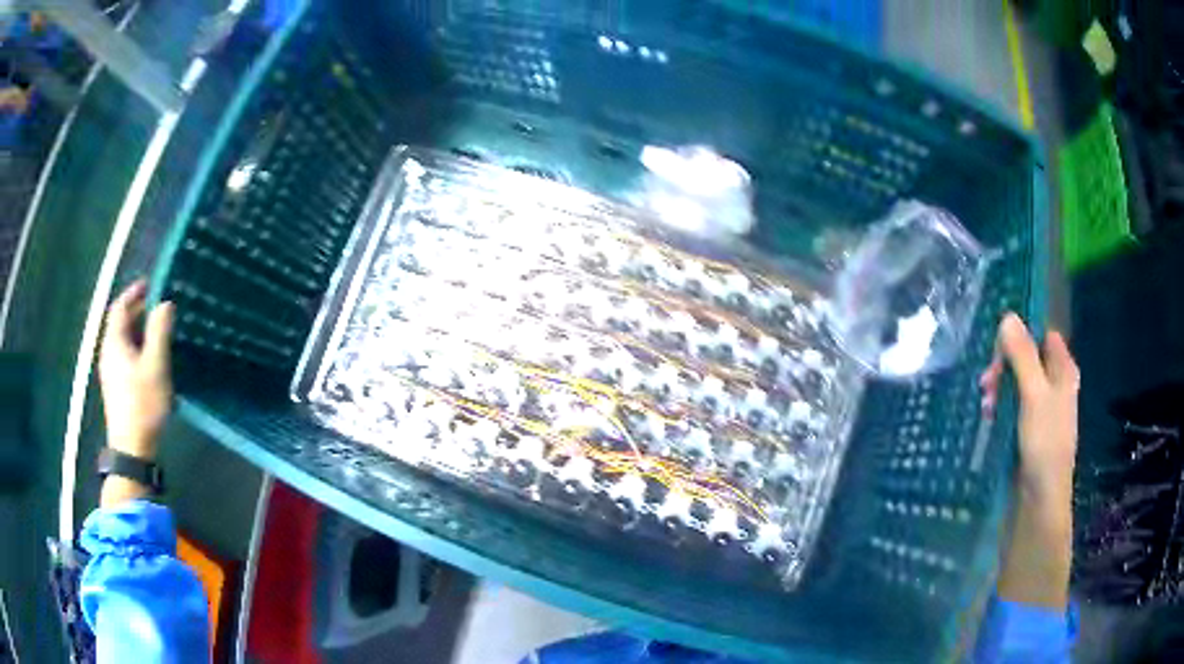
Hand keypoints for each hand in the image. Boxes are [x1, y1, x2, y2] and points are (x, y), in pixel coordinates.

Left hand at [98, 280, 175, 461]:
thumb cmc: (143, 403)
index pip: (119, 307)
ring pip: (122, 342)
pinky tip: (150, 360)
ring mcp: (111, 372)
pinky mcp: (116, 388)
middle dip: (137, 311)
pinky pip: (124, 357)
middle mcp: (108, 353)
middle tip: (158, 307)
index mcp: (114, 342)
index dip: (133, 293)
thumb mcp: (155, 365)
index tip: (150, 284)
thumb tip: (165, 303)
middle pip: (120, 324)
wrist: (132, 448)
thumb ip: (159, 331)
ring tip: (158, 332)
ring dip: (138, 331)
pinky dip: (136, 348)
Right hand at [985, 313, 1078, 609]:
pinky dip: (1000, 406)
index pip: (1042, 335)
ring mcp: (1041, 408)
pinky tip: (988, 416)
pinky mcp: (1027, 429)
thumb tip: (1007, 316)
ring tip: (985, 405)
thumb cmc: (1044, 444)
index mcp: (1063, 371)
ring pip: (1017, 382)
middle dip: (1004, 365)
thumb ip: (1022, 356)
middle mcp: (1054, 384)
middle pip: (1026, 358)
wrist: (1039, 501)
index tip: (999, 348)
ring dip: (999, 387)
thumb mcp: (1034, 395)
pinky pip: (1012, 405)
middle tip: (987, 382)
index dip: (1021, 335)